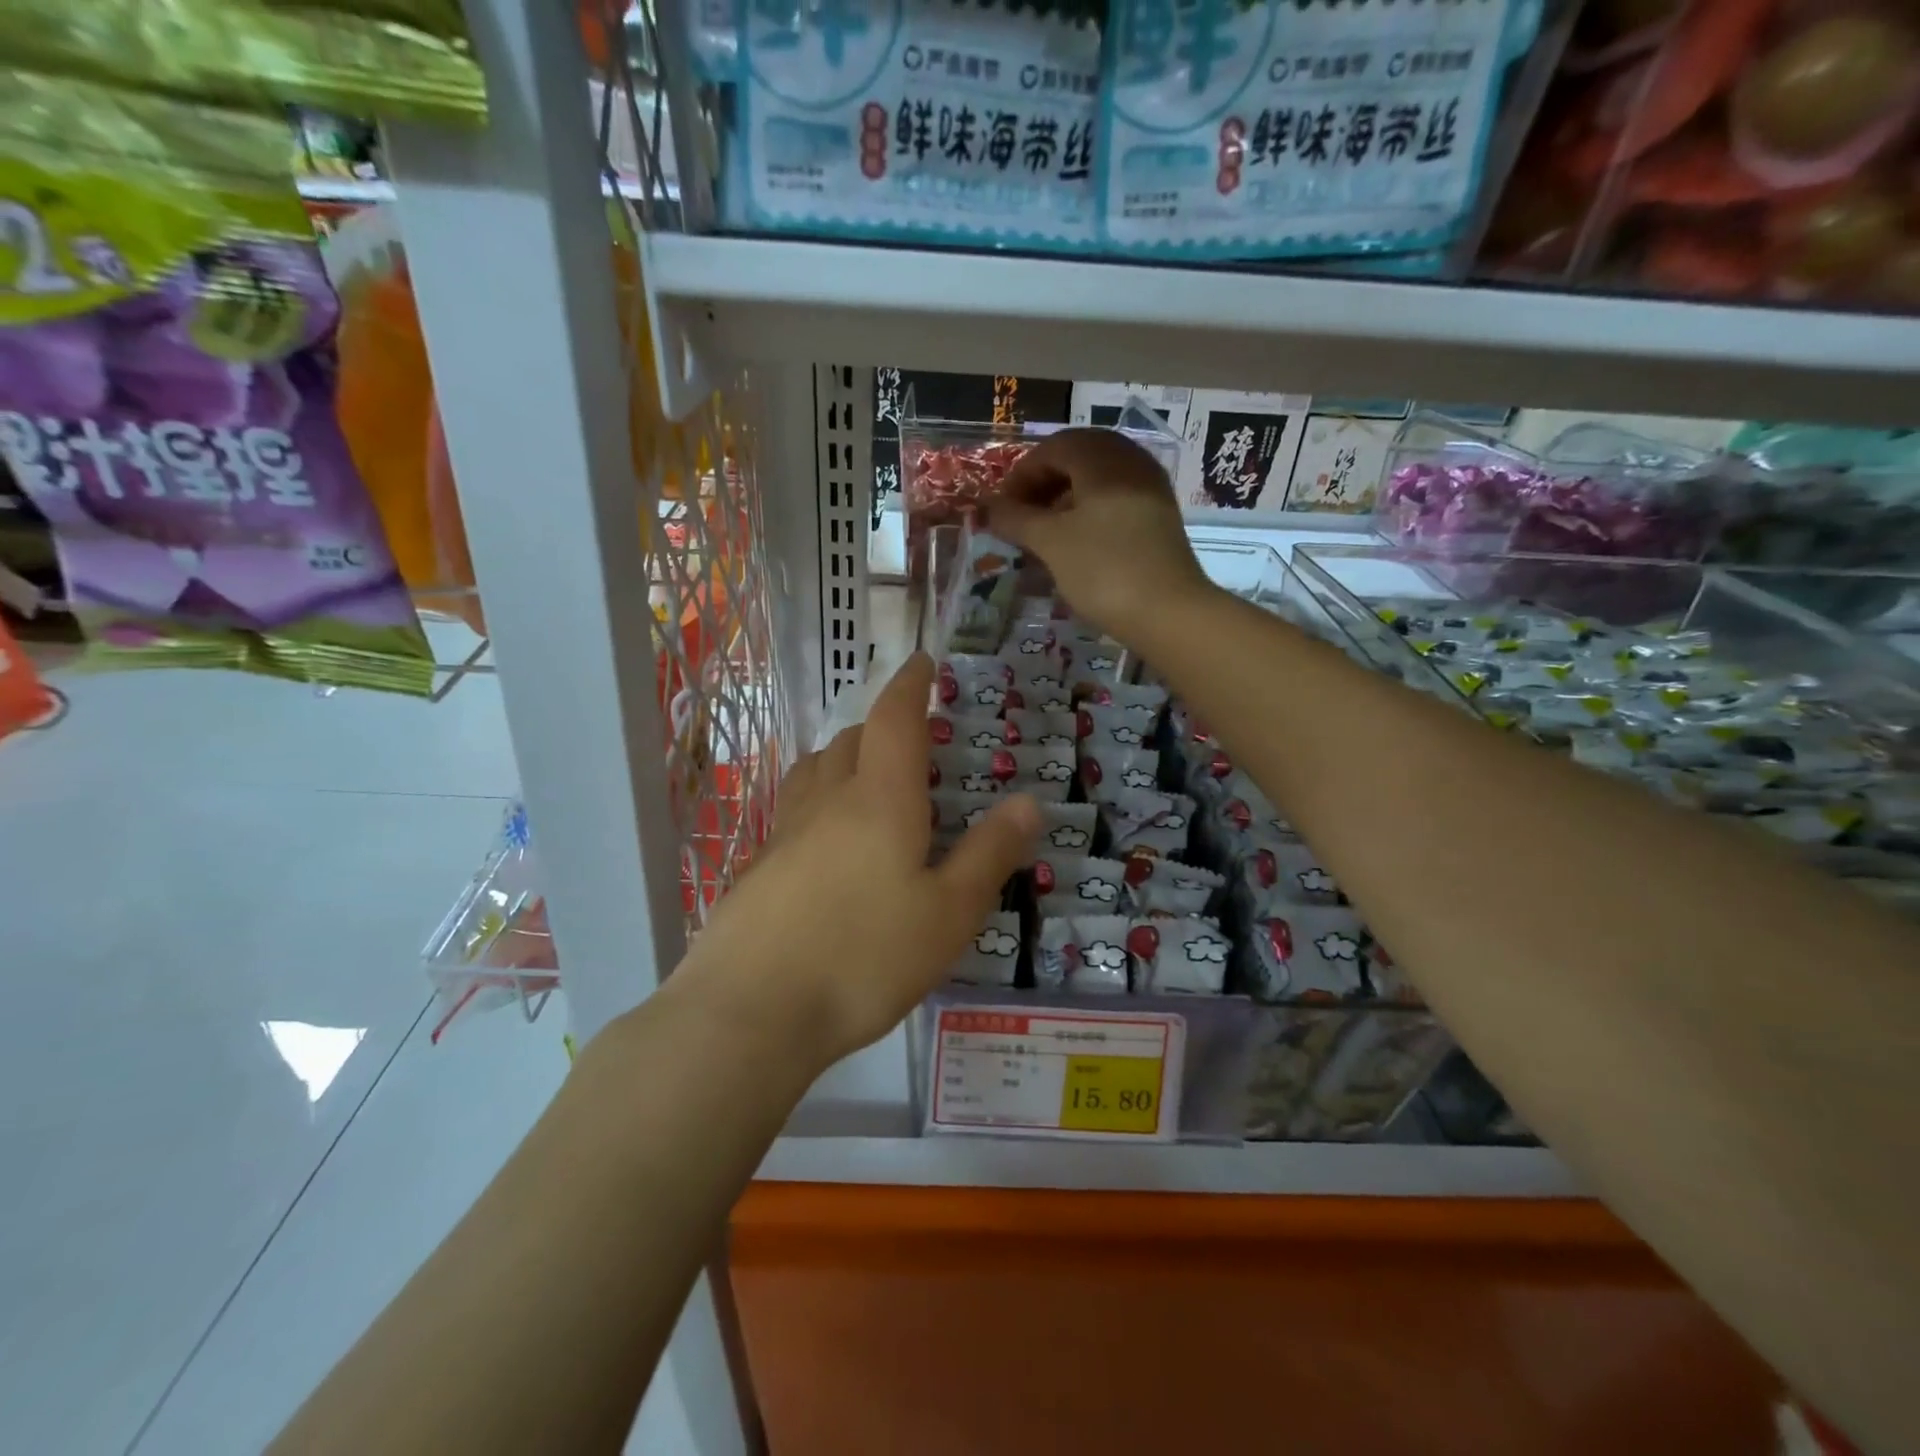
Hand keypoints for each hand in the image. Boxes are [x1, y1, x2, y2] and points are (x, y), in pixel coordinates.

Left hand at [681, 654, 1039, 1071]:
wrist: (751, 1011)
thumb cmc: (864, 957)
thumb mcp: (948, 914)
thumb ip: (989, 854)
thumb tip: (1029, 801)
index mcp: (880, 799)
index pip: (895, 719)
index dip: (910, 684)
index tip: (922, 662)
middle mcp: (828, 801)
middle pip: (851, 740)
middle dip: (882, 727)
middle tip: (911, 743)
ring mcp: (785, 833)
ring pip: (815, 771)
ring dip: (844, 759)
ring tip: (867, 781)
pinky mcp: (759, 867)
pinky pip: (795, 811)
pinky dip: (819, 803)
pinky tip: (829, 844)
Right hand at [985, 427, 1214, 644]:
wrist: (1169, 612)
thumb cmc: (1103, 569)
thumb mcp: (1050, 542)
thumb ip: (1016, 519)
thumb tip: (989, 508)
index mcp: (1103, 457)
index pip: (1052, 448)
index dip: (1020, 476)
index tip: (1001, 510)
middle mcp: (1130, 461)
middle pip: (1077, 458)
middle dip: (1043, 484)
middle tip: (1020, 517)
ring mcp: (1149, 488)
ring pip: (1097, 480)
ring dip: (1064, 499)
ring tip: (1043, 533)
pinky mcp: (1159, 516)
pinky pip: (1115, 499)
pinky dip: (1088, 512)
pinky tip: (1075, 542)